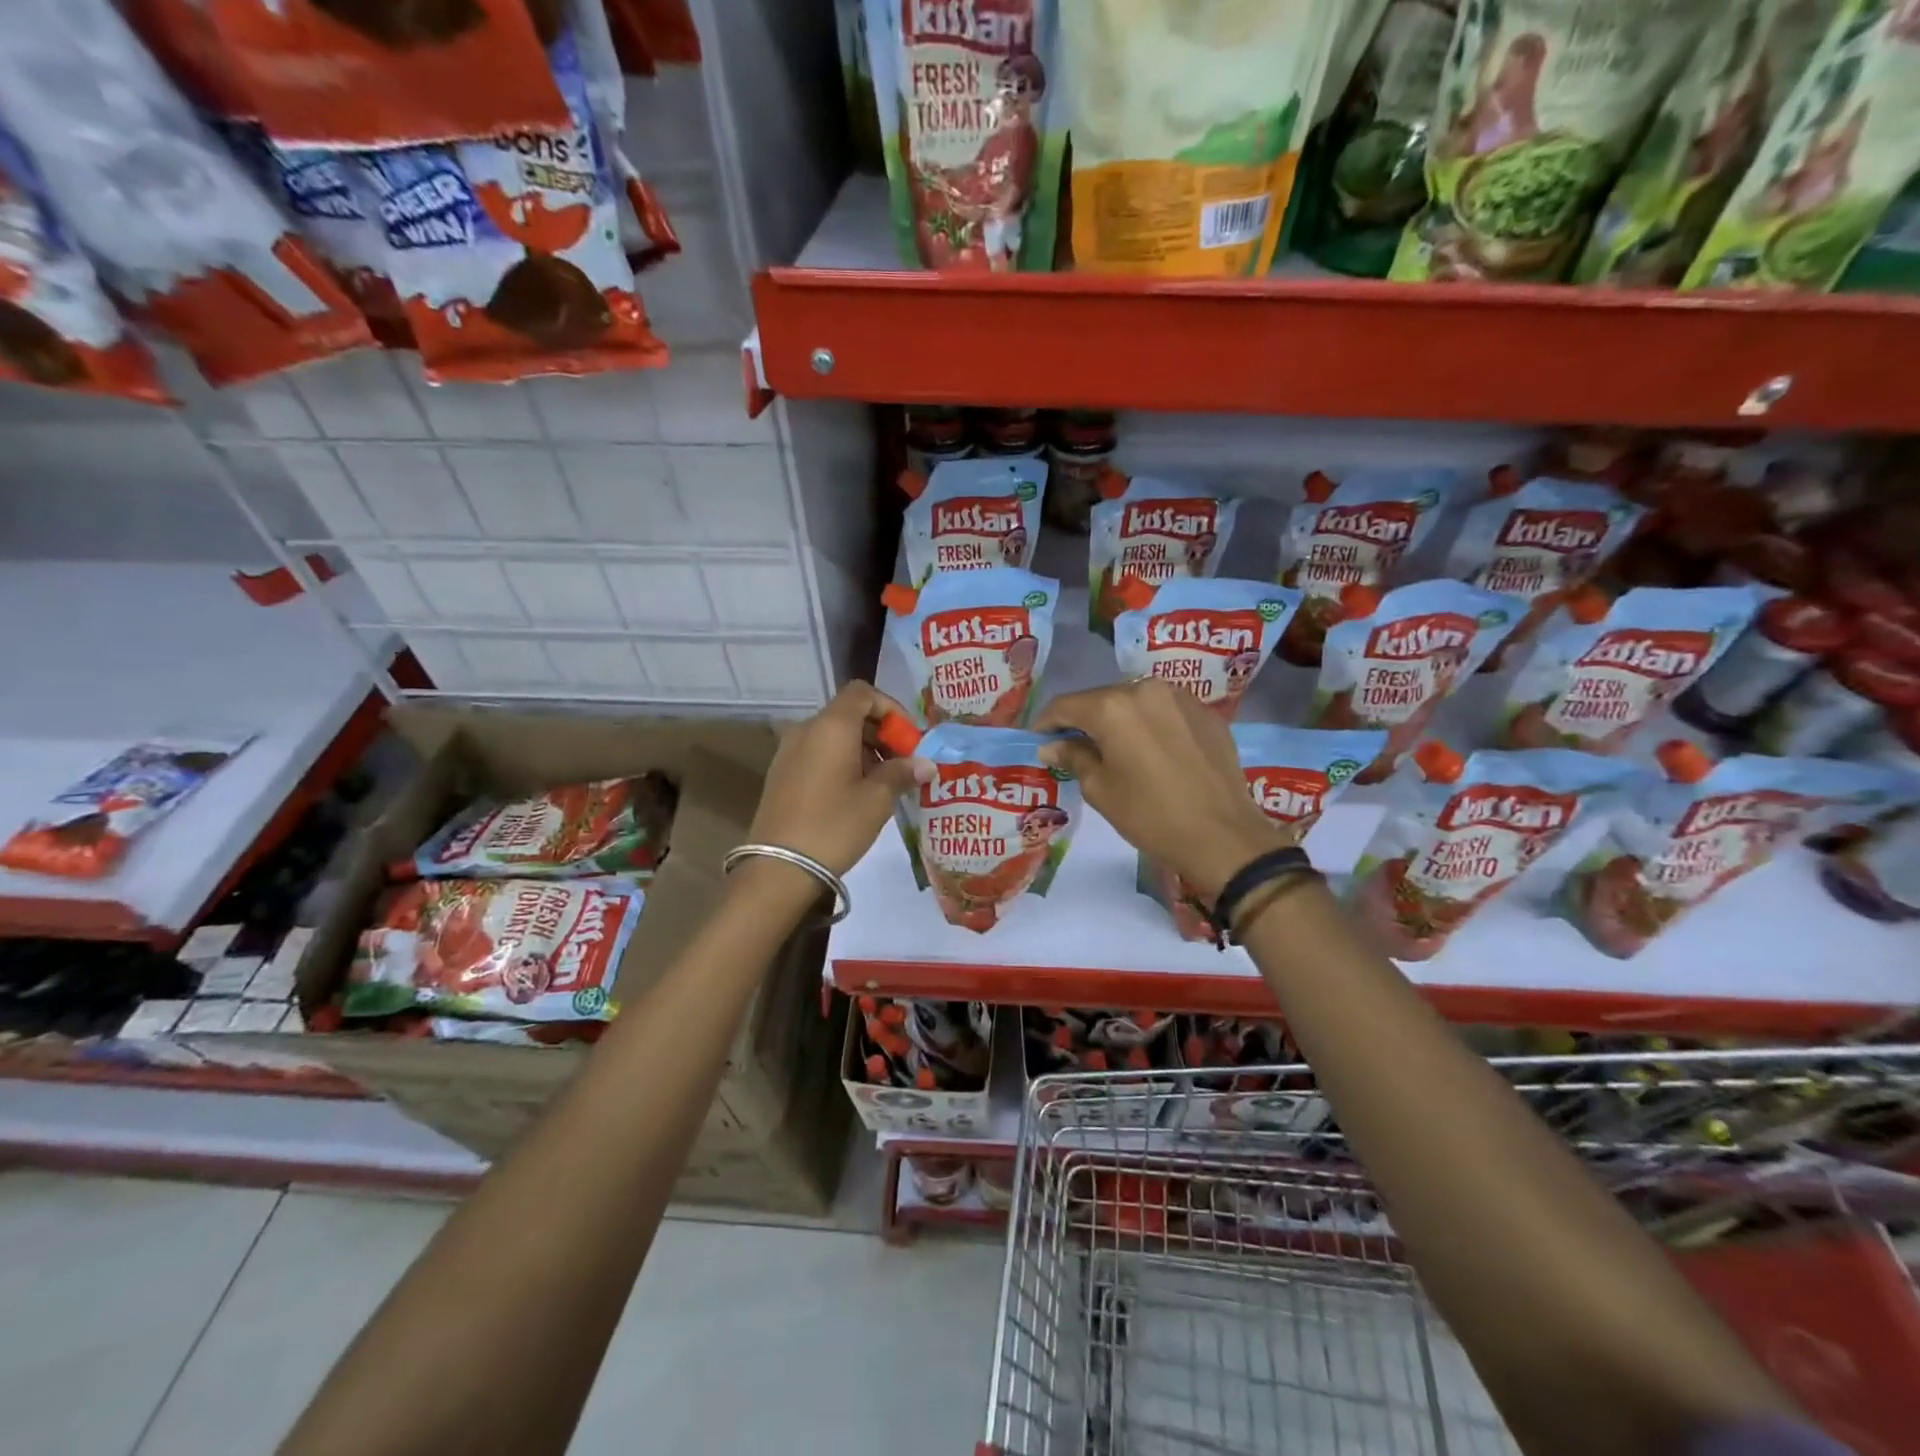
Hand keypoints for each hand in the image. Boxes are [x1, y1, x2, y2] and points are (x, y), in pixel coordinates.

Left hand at [746, 681, 928, 876]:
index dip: (891, 709)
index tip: (909, 739)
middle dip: (881, 733)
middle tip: (904, 764)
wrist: (779, 868)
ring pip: (834, 736)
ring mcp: (789, 751)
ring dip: (864, 749)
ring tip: (884, 783)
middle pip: (849, 714)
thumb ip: (903, 773)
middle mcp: (806, 729)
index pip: (863, 693)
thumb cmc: (834, 825)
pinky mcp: (782, 774)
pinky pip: (819, 753)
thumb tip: (926, 764)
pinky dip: (843, 762)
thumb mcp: (877, 799)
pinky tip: (857, 794)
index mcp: (831, 726)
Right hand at [1036, 679, 1289, 901]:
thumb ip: (1074, 757)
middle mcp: (1145, 689)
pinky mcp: (1206, 713)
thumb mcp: (1101, 790)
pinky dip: (1150, 725)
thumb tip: (1053, 745)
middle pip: (1101, 699)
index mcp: (1112, 707)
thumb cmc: (1151, 815)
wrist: (1223, 836)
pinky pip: (1165, 711)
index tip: (1038, 740)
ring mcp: (1181, 697)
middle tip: (1074, 747)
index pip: (1066, 705)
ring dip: (1119, 720)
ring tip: (1115, 749)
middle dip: (1084, 720)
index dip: (1047, 722)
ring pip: (1135, 702)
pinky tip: (1152, 752)